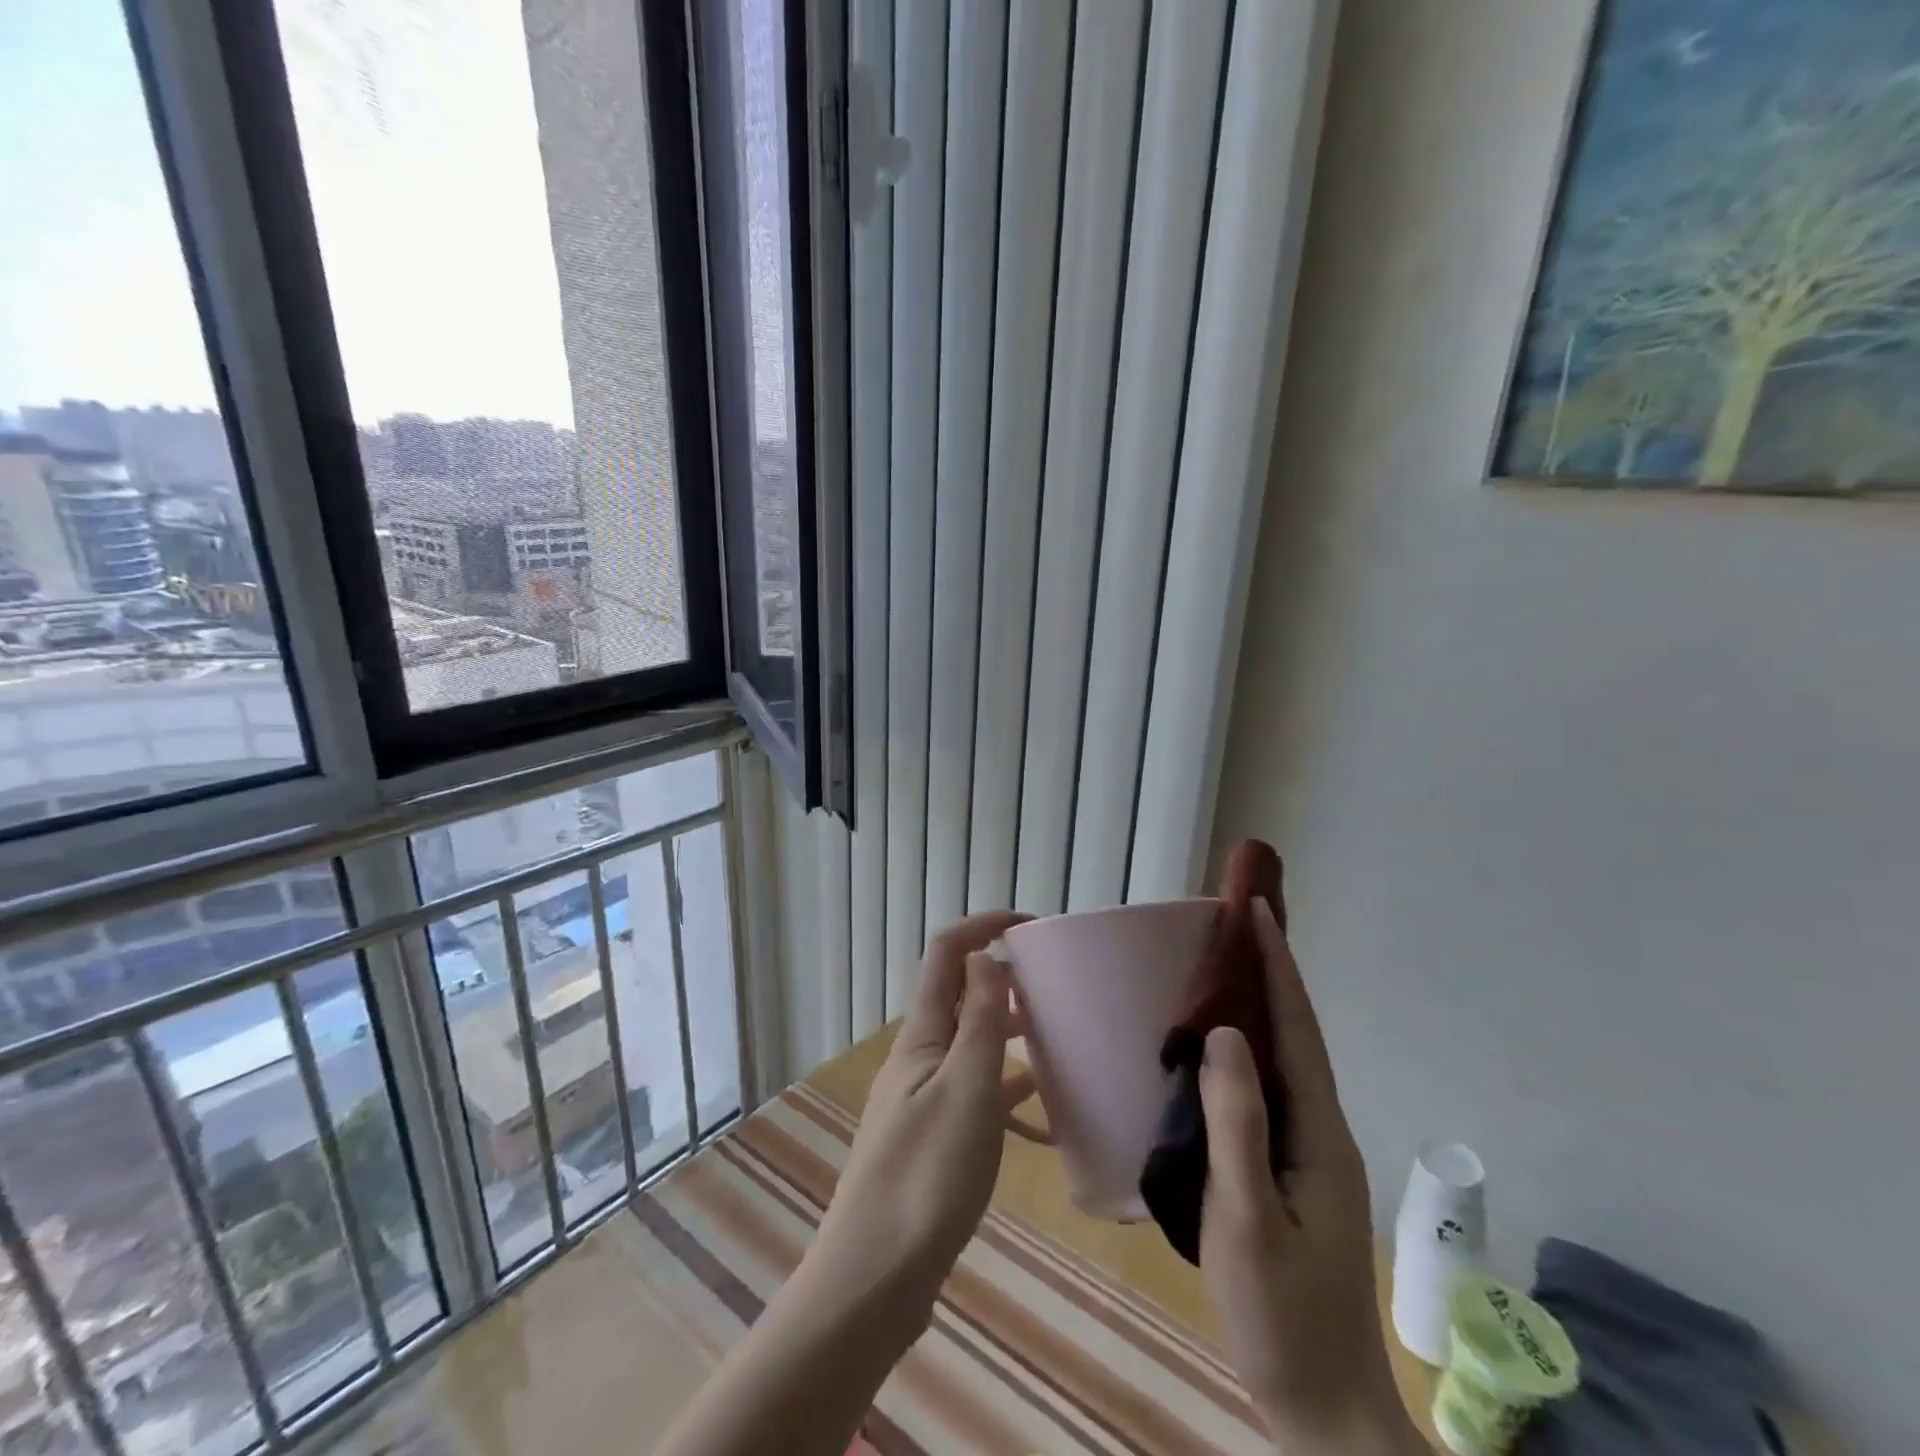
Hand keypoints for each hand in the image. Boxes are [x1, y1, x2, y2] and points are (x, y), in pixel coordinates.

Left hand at [809, 911, 1031, 1317]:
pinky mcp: (933, 1139)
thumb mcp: (965, 1090)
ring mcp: (923, 1100)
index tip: (1033, 926)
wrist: (874, 1281)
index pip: (947, 953)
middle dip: (1004, 977)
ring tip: (1060, 1039)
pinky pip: (976, 1095)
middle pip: (960, 995)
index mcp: (922, 1036)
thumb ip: (978, 1021)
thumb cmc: (926, 1177)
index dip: (985, 926)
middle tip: (1058, 986)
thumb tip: (985, 955)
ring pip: (971, 1045)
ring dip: (1009, 1031)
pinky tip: (1043, 1113)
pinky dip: (1007, 1090)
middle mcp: (919, 1057)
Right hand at [1200, 899, 1425, 1454]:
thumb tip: (1223, 1035)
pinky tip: (1220, 1049)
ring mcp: (1311, 1153)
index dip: (1278, 968)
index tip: (1258, 912)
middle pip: (1297, 1035)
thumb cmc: (1281, 1316)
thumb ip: (1237, 1125)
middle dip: (1272, 974)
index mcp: (1318, 1133)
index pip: (1297, 1030)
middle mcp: (1322, 1130)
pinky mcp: (1293, 1171)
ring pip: (1285, 1061)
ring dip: (1262, 1007)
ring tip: (1226, 967)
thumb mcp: (1247, 1219)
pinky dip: (1249, 1050)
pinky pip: (1270, 1090)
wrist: (1322, 1407)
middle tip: (1237, 925)